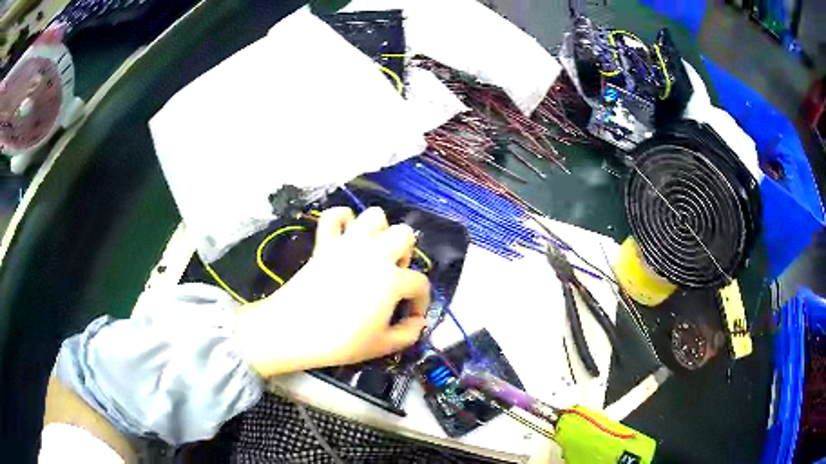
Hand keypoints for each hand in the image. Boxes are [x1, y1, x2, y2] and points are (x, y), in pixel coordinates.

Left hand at [235, 207, 430, 377]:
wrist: (293, 330)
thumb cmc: (340, 342)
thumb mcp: (382, 346)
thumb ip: (408, 334)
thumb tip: (417, 322)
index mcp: (392, 280)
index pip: (420, 283)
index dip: (421, 301)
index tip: (412, 315)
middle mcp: (375, 254)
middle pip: (404, 234)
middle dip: (405, 254)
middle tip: (393, 276)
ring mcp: (348, 244)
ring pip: (374, 215)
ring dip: (379, 231)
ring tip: (373, 254)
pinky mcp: (324, 242)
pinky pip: (334, 216)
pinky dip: (342, 219)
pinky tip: (345, 236)